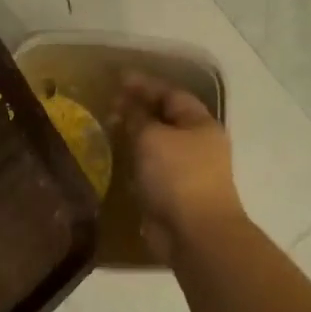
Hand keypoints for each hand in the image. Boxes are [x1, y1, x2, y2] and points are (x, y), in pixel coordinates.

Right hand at [115, 73, 245, 262]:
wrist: (195, 232)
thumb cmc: (177, 177)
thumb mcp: (152, 138)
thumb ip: (138, 118)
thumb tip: (128, 106)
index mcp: (200, 124)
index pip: (171, 94)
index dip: (145, 85)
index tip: (118, 79)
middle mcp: (198, 144)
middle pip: (166, 118)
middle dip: (139, 109)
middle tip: (110, 106)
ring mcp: (188, 171)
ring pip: (158, 145)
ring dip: (136, 136)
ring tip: (110, 129)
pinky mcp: (174, 194)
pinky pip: (152, 169)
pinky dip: (136, 161)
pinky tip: (118, 160)